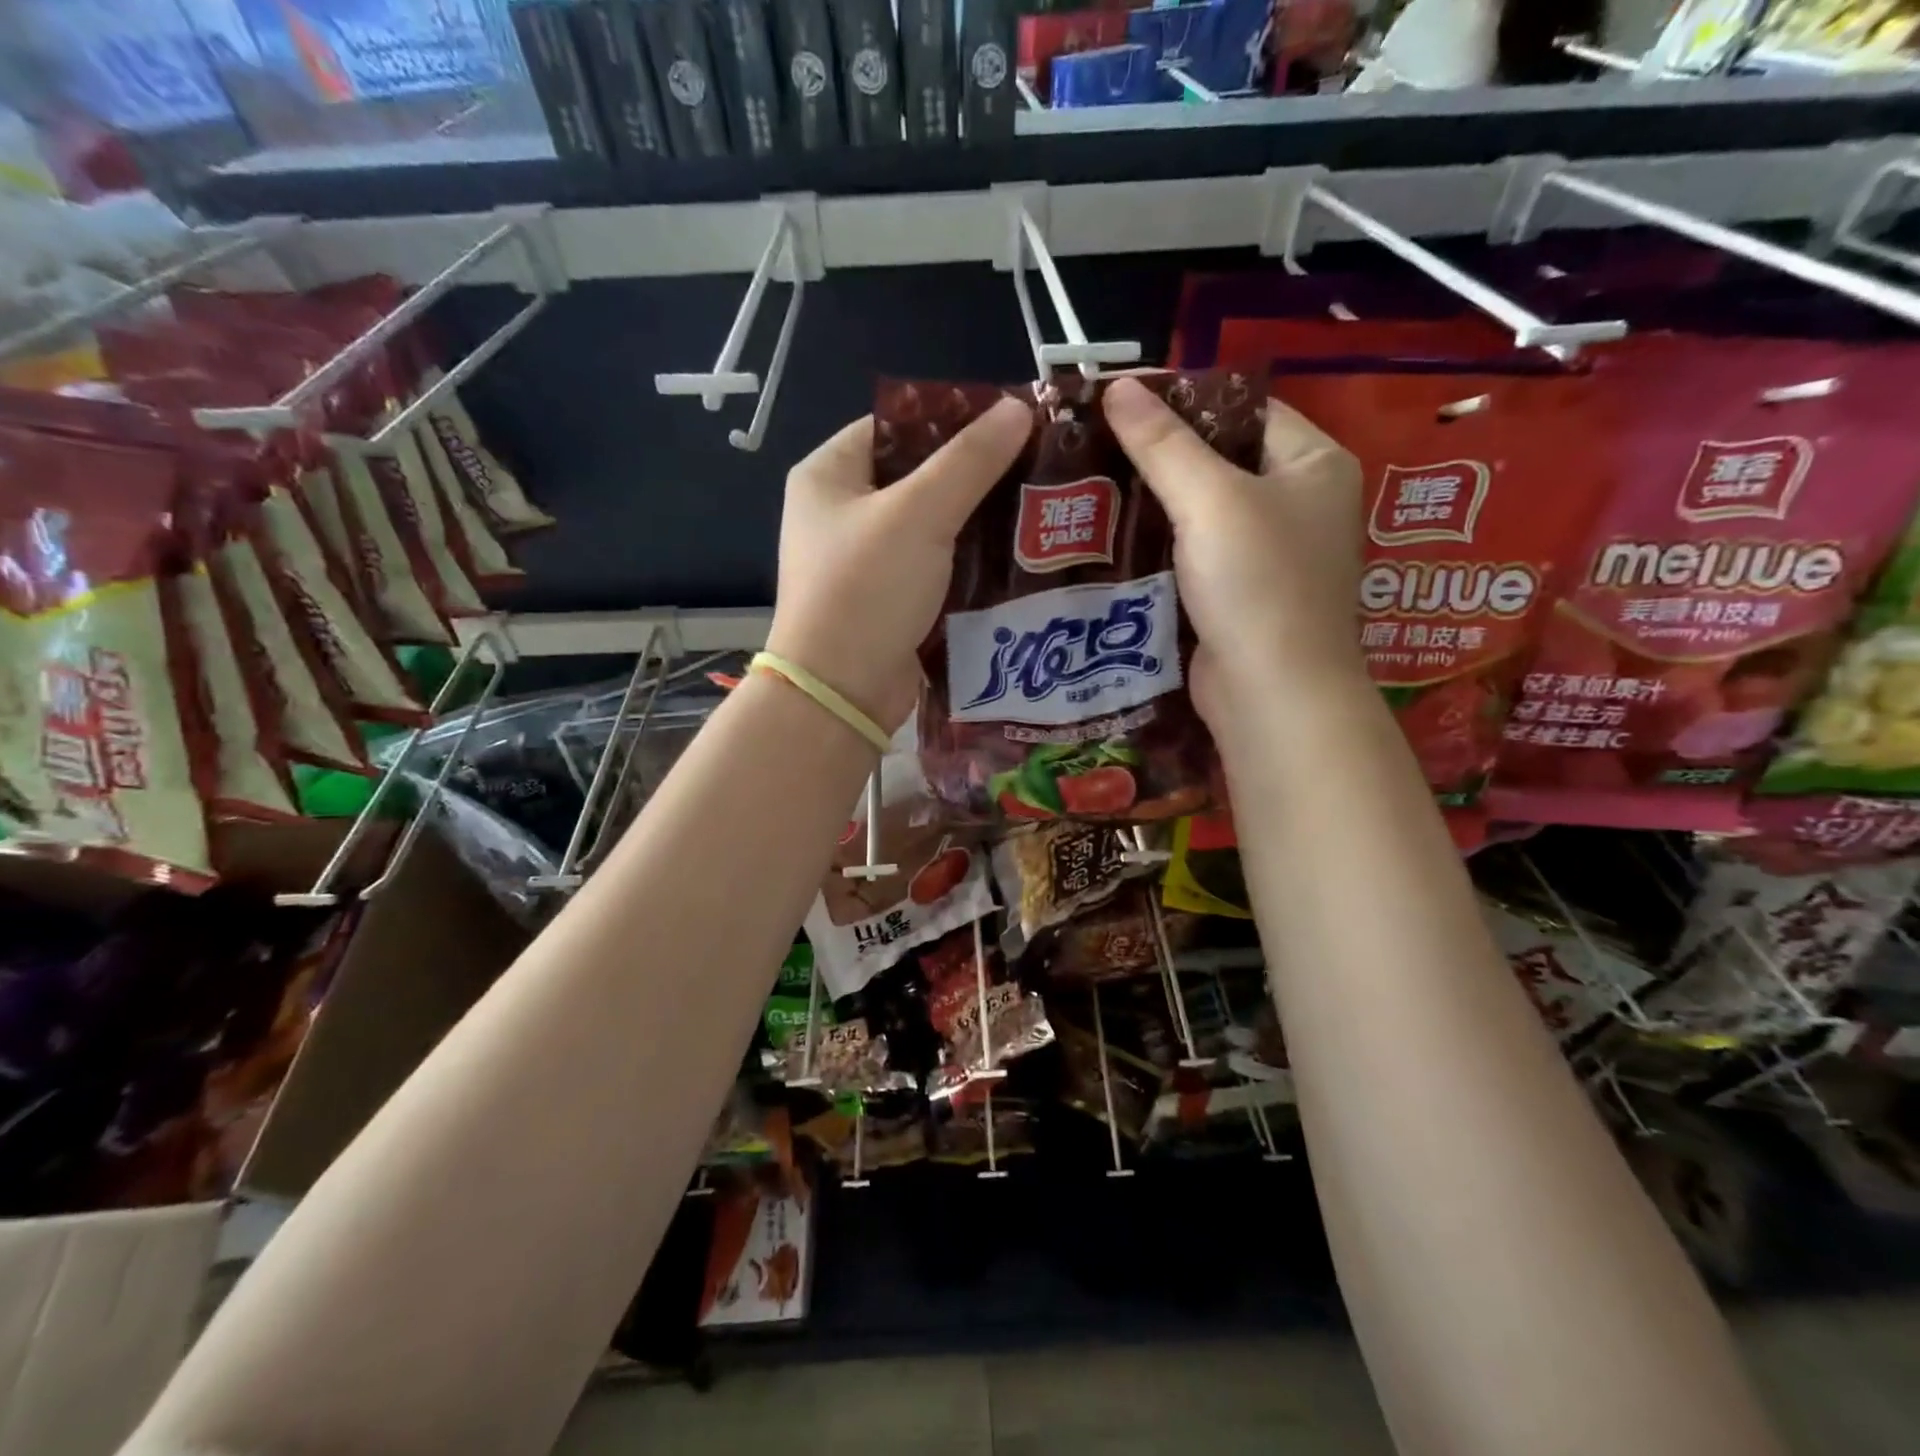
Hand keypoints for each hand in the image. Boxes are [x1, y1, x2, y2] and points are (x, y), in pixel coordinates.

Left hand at [766, 397, 1032, 733]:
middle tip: (1036, 467)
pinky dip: (968, 561)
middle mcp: (840, 513)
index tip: (1012, 423)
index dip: (953, 419)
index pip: (896, 426)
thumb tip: (1019, 408)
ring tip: (1038, 508)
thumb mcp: (920, 514)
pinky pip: (934, 566)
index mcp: (829, 475)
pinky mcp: (887, 600)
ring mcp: (863, 561)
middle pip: (917, 475)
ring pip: (931, 525)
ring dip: (977, 521)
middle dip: (974, 474)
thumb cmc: (867, 589)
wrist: (842, 692)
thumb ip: (970, 460)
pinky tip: (1015, 556)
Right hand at [1102, 375, 1364, 727]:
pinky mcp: (1240, 596)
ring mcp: (1271, 555)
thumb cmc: (1257, 583)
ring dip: (1154, 504)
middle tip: (1097, 445)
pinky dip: (1160, 546)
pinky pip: (1195, 555)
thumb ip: (1162, 444)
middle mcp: (1301, 504)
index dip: (1186, 401)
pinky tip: (1113, 539)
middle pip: (1222, 461)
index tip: (1121, 403)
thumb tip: (1117, 386)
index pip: (1245, 410)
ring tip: (1093, 486)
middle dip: (1162, 456)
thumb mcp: (1210, 500)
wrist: (1270, 693)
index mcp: (1314, 465)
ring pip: (1203, 512)